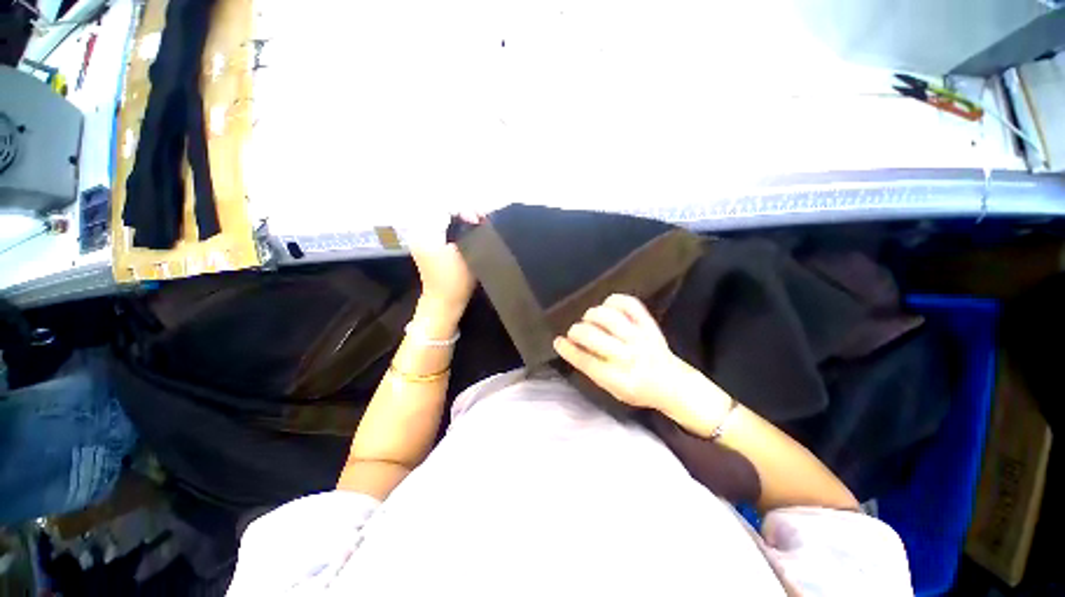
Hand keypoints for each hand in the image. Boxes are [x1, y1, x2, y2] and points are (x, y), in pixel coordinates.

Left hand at [410, 213, 481, 321]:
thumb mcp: (467, 253)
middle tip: (478, 221)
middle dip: (461, 212)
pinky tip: (464, 231)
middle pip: (441, 210)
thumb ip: (470, 231)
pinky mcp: (425, 245)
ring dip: (458, 219)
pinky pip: (439, 226)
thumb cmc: (456, 280)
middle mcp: (419, 232)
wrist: (443, 303)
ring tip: (474, 224)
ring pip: (440, 217)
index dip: (464, 210)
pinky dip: (452, 225)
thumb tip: (475, 217)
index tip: (478, 220)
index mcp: (426, 233)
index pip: (444, 208)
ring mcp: (420, 238)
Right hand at [554, 294, 689, 410]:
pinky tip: (607, 306)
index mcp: (617, 378)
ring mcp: (639, 338)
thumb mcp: (612, 389)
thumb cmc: (637, 389)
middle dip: (576, 331)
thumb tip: (570, 346)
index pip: (585, 361)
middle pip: (592, 336)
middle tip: (574, 332)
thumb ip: (591, 369)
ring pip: (608, 317)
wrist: (673, 384)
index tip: (558, 341)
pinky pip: (629, 304)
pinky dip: (614, 301)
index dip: (568, 349)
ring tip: (589, 319)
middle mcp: (627, 357)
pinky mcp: (648, 325)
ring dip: (592, 315)